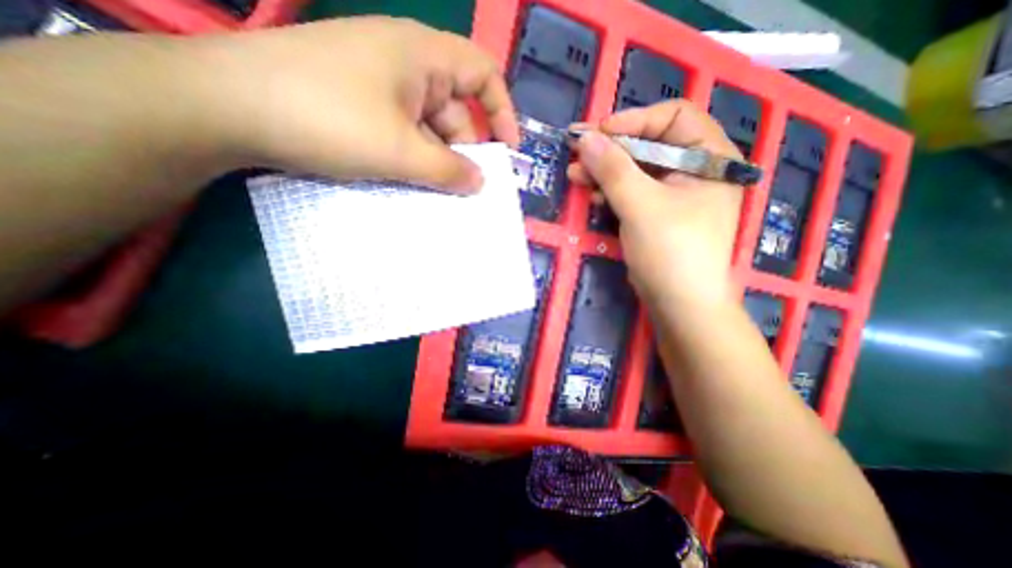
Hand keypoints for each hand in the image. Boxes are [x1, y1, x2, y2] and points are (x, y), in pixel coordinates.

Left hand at [190, 16, 520, 193]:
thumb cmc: (328, 119)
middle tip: (466, 188)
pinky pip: (403, 132)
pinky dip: (413, 157)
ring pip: (427, 127)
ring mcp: (380, 85)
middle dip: (464, 149)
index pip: (482, 74)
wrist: (228, 107)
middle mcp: (405, 64)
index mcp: (421, 56)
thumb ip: (448, 171)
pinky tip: (410, 181)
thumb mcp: (400, 152)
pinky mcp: (360, 104)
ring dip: (436, 160)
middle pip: (453, 109)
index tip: (507, 150)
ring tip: (437, 192)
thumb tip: (480, 184)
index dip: (501, 112)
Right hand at [567, 98, 741, 309]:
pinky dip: (610, 191)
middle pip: (649, 144)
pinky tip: (591, 194)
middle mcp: (694, 170)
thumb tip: (585, 138)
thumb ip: (613, 169)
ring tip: (575, 176)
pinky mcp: (656, 213)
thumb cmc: (671, 250)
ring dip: (605, 171)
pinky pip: (632, 192)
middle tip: (578, 156)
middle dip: (611, 150)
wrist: (679, 303)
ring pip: (636, 169)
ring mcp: (673, 194)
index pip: (673, 117)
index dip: (634, 120)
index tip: (598, 133)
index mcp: (709, 157)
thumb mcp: (641, 205)